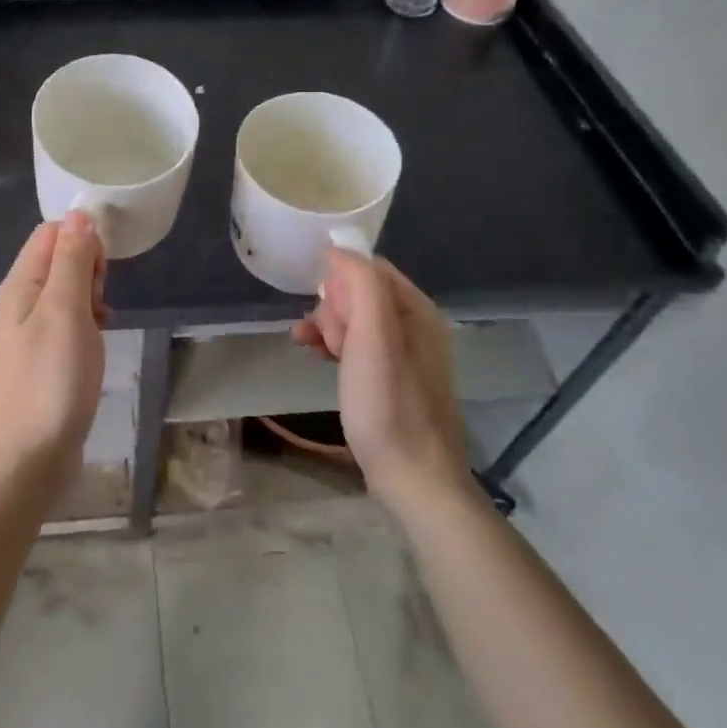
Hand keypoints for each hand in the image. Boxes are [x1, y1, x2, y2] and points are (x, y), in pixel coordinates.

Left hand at [0, 211, 107, 488]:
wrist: (29, 458)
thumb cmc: (50, 379)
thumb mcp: (65, 310)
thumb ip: (72, 260)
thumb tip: (79, 213)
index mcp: (20, 283)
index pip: (51, 233)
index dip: (81, 239)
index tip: (102, 269)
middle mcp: (20, 301)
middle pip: (60, 259)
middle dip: (89, 270)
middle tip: (98, 304)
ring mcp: (30, 330)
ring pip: (68, 291)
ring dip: (91, 299)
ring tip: (99, 326)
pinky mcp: (44, 356)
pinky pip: (69, 321)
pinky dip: (87, 324)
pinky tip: (96, 344)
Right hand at [294, 248, 470, 512]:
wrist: (413, 479)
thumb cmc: (389, 404)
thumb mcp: (373, 336)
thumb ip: (361, 284)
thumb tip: (338, 248)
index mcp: (417, 310)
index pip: (370, 267)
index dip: (340, 281)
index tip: (323, 308)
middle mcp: (415, 326)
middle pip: (360, 293)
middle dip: (332, 308)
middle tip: (325, 339)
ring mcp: (404, 355)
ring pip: (354, 320)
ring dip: (327, 327)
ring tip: (309, 347)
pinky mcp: (391, 379)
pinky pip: (357, 346)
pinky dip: (334, 346)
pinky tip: (316, 357)